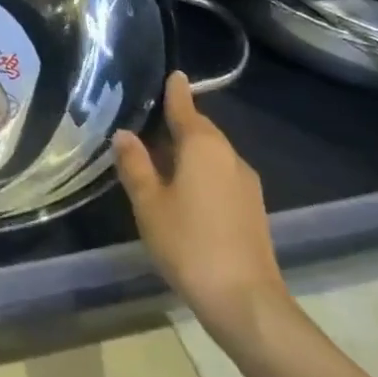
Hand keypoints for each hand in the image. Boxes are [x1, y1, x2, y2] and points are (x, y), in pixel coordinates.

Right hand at [114, 71, 286, 338]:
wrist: (245, 302)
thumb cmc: (189, 243)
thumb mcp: (148, 202)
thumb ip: (135, 164)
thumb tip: (124, 134)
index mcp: (203, 146)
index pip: (186, 108)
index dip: (176, 92)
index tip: (173, 74)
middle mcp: (229, 157)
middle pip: (201, 130)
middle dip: (178, 122)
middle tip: (148, 119)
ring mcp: (246, 185)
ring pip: (211, 154)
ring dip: (188, 150)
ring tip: (158, 154)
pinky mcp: (252, 210)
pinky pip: (220, 175)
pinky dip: (200, 171)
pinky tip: (181, 187)